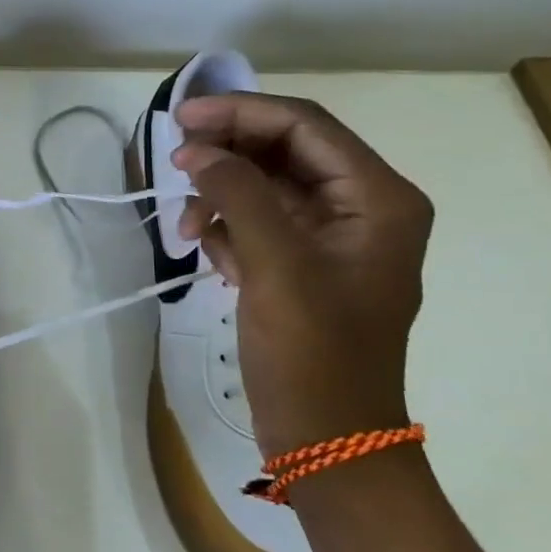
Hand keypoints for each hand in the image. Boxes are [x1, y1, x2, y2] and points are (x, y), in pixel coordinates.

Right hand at [172, 93, 431, 459]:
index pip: (304, 126)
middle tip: (173, 160)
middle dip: (227, 153)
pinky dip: (226, 227)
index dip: (241, 112)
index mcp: (377, 199)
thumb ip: (239, 194)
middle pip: (283, 150)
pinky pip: (256, 220)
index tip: (181, 119)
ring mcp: (330, 237)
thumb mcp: (277, 266)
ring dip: (220, 195)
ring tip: (186, 226)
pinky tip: (207, 253)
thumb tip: (196, 149)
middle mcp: (360, 207)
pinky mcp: (301, 263)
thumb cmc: (313, 353)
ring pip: (263, 184)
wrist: (327, 439)